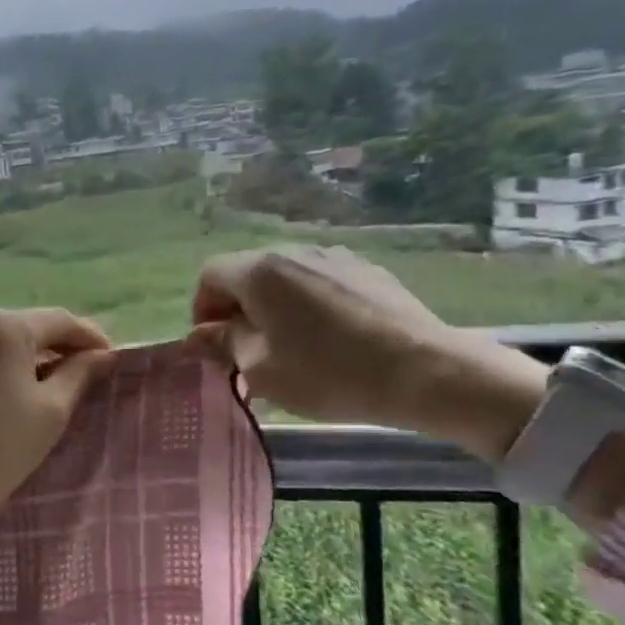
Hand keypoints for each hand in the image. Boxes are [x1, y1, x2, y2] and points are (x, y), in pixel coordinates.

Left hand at [0, 308, 116, 529]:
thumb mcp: (51, 411)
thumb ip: (79, 373)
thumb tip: (101, 354)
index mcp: (4, 327)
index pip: (59, 321)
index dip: (89, 337)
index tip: (109, 357)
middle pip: (21, 327)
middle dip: (50, 346)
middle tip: (74, 371)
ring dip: (12, 356)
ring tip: (29, 385)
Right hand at [188, 245, 545, 454]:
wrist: (426, 371)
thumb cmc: (329, 373)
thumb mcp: (261, 370)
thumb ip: (223, 345)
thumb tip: (198, 335)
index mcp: (260, 271)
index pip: (210, 274)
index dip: (203, 308)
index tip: (216, 344)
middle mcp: (293, 251)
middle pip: (247, 272)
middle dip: (238, 308)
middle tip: (248, 350)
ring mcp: (335, 257)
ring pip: (285, 277)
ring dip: (274, 305)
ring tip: (291, 345)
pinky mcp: (368, 271)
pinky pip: (320, 281)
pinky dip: (309, 303)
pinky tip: (330, 338)